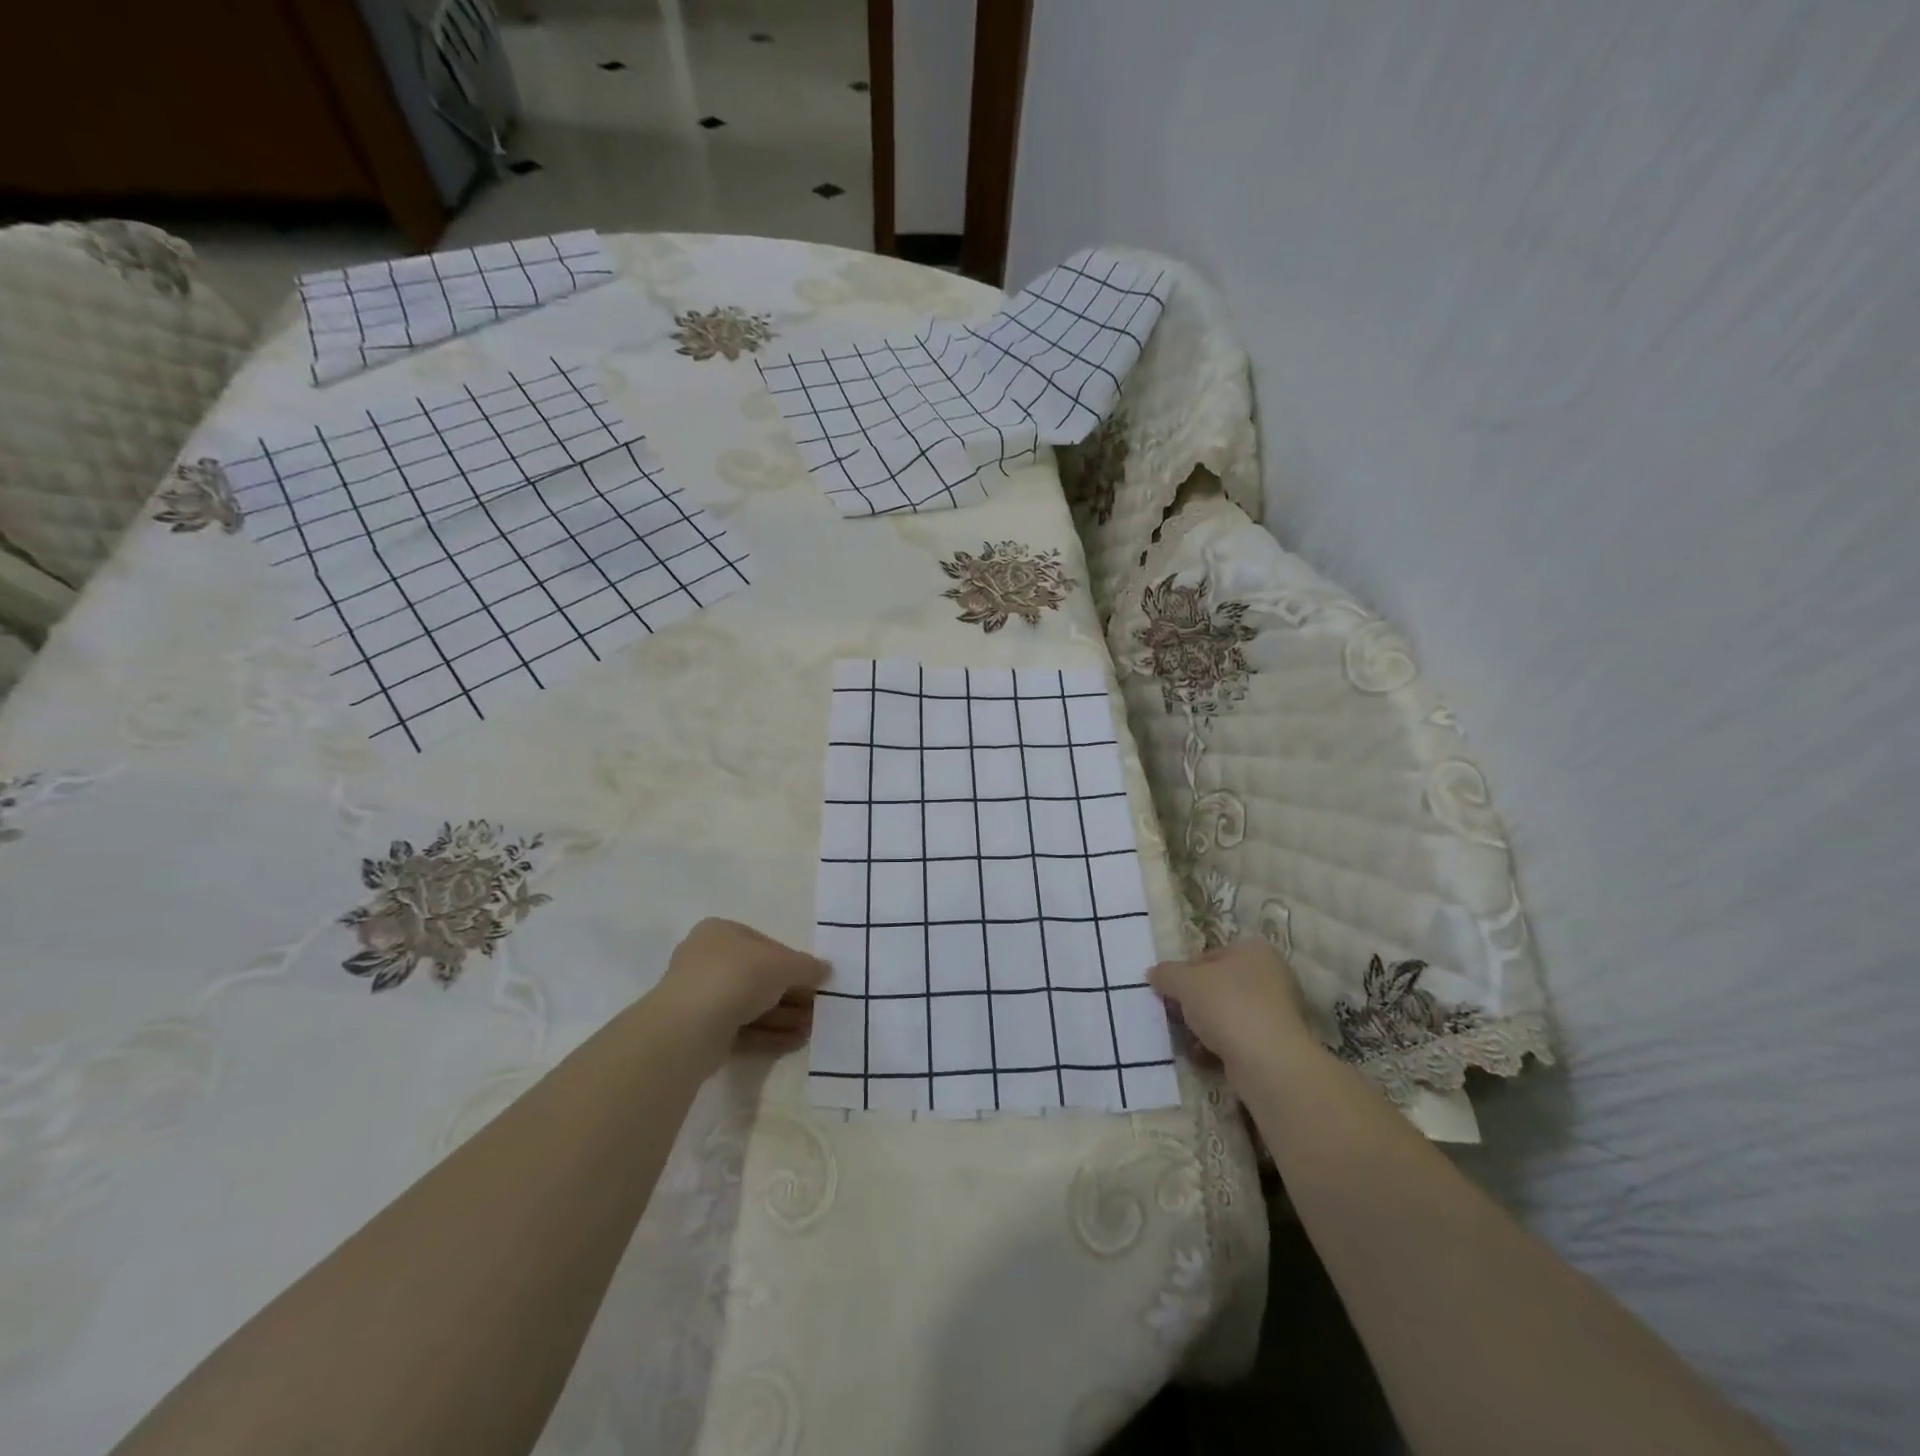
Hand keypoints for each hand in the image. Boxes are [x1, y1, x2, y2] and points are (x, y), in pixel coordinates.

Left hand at [649, 918, 828, 1055]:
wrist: (690, 1026)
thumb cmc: (738, 976)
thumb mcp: (784, 964)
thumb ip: (807, 967)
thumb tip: (826, 970)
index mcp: (721, 933)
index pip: (765, 945)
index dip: (793, 963)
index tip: (815, 981)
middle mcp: (707, 960)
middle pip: (759, 977)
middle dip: (791, 995)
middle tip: (817, 1010)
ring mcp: (701, 997)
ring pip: (751, 1005)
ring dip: (784, 1017)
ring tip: (811, 1030)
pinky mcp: (700, 1031)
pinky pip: (741, 1029)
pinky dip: (768, 1034)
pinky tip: (794, 1042)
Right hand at [1149, 939, 1315, 1072]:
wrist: (1267, 1062)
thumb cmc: (1227, 1006)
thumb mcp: (1184, 982)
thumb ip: (1166, 973)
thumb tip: (1155, 974)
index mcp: (1254, 950)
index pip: (1208, 957)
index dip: (1183, 974)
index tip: (1170, 993)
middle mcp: (1271, 976)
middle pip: (1217, 986)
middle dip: (1194, 1003)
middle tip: (1176, 1017)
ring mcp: (1278, 1012)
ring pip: (1227, 1014)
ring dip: (1204, 1027)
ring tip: (1188, 1040)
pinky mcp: (1277, 1044)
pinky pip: (1238, 1039)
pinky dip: (1220, 1046)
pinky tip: (1204, 1057)